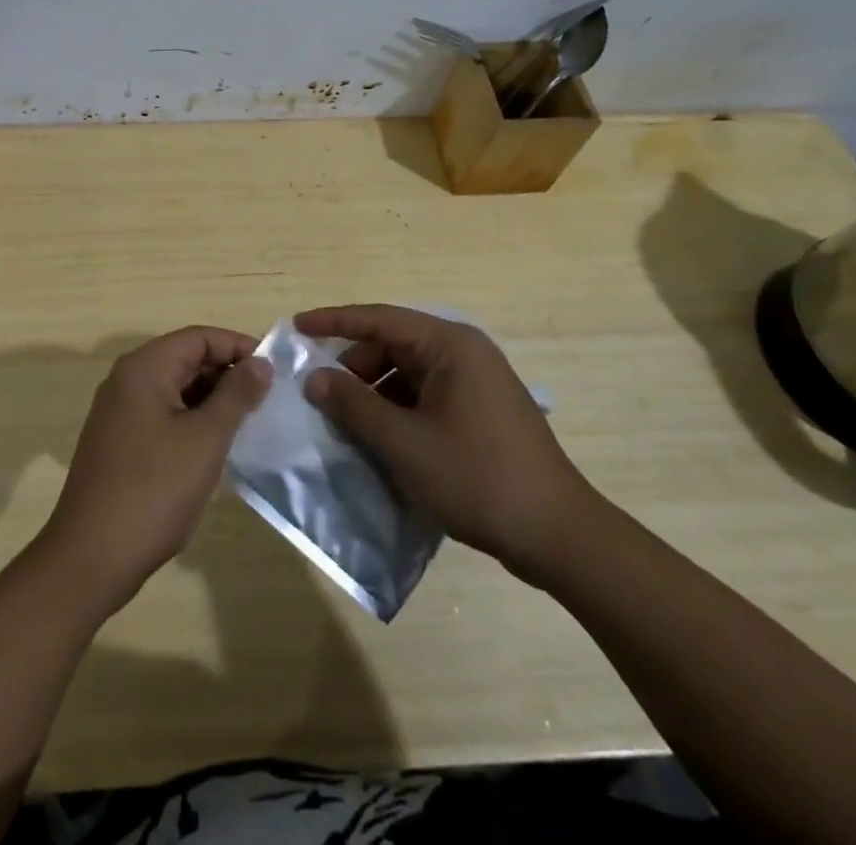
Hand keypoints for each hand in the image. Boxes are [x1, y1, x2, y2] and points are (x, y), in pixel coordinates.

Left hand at [38, 327, 271, 613]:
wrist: (91, 557)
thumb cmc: (154, 490)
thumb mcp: (205, 439)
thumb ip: (236, 395)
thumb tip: (261, 362)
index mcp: (144, 368)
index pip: (199, 337)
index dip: (239, 347)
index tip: (275, 371)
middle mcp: (127, 380)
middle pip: (185, 359)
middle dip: (227, 374)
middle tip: (268, 400)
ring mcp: (119, 412)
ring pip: (175, 388)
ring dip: (212, 400)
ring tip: (250, 423)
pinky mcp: (119, 441)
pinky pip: (163, 414)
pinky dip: (192, 421)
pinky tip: (216, 447)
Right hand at [298, 304, 603, 585]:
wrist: (559, 536)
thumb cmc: (477, 478)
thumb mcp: (404, 443)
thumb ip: (354, 405)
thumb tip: (315, 378)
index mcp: (449, 345)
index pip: (379, 318)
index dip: (333, 321)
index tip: (296, 327)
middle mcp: (463, 353)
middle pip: (392, 344)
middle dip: (353, 366)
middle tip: (318, 393)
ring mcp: (475, 383)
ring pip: (407, 373)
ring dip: (373, 392)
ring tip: (343, 420)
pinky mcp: (480, 412)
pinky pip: (424, 396)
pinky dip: (396, 409)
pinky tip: (377, 437)